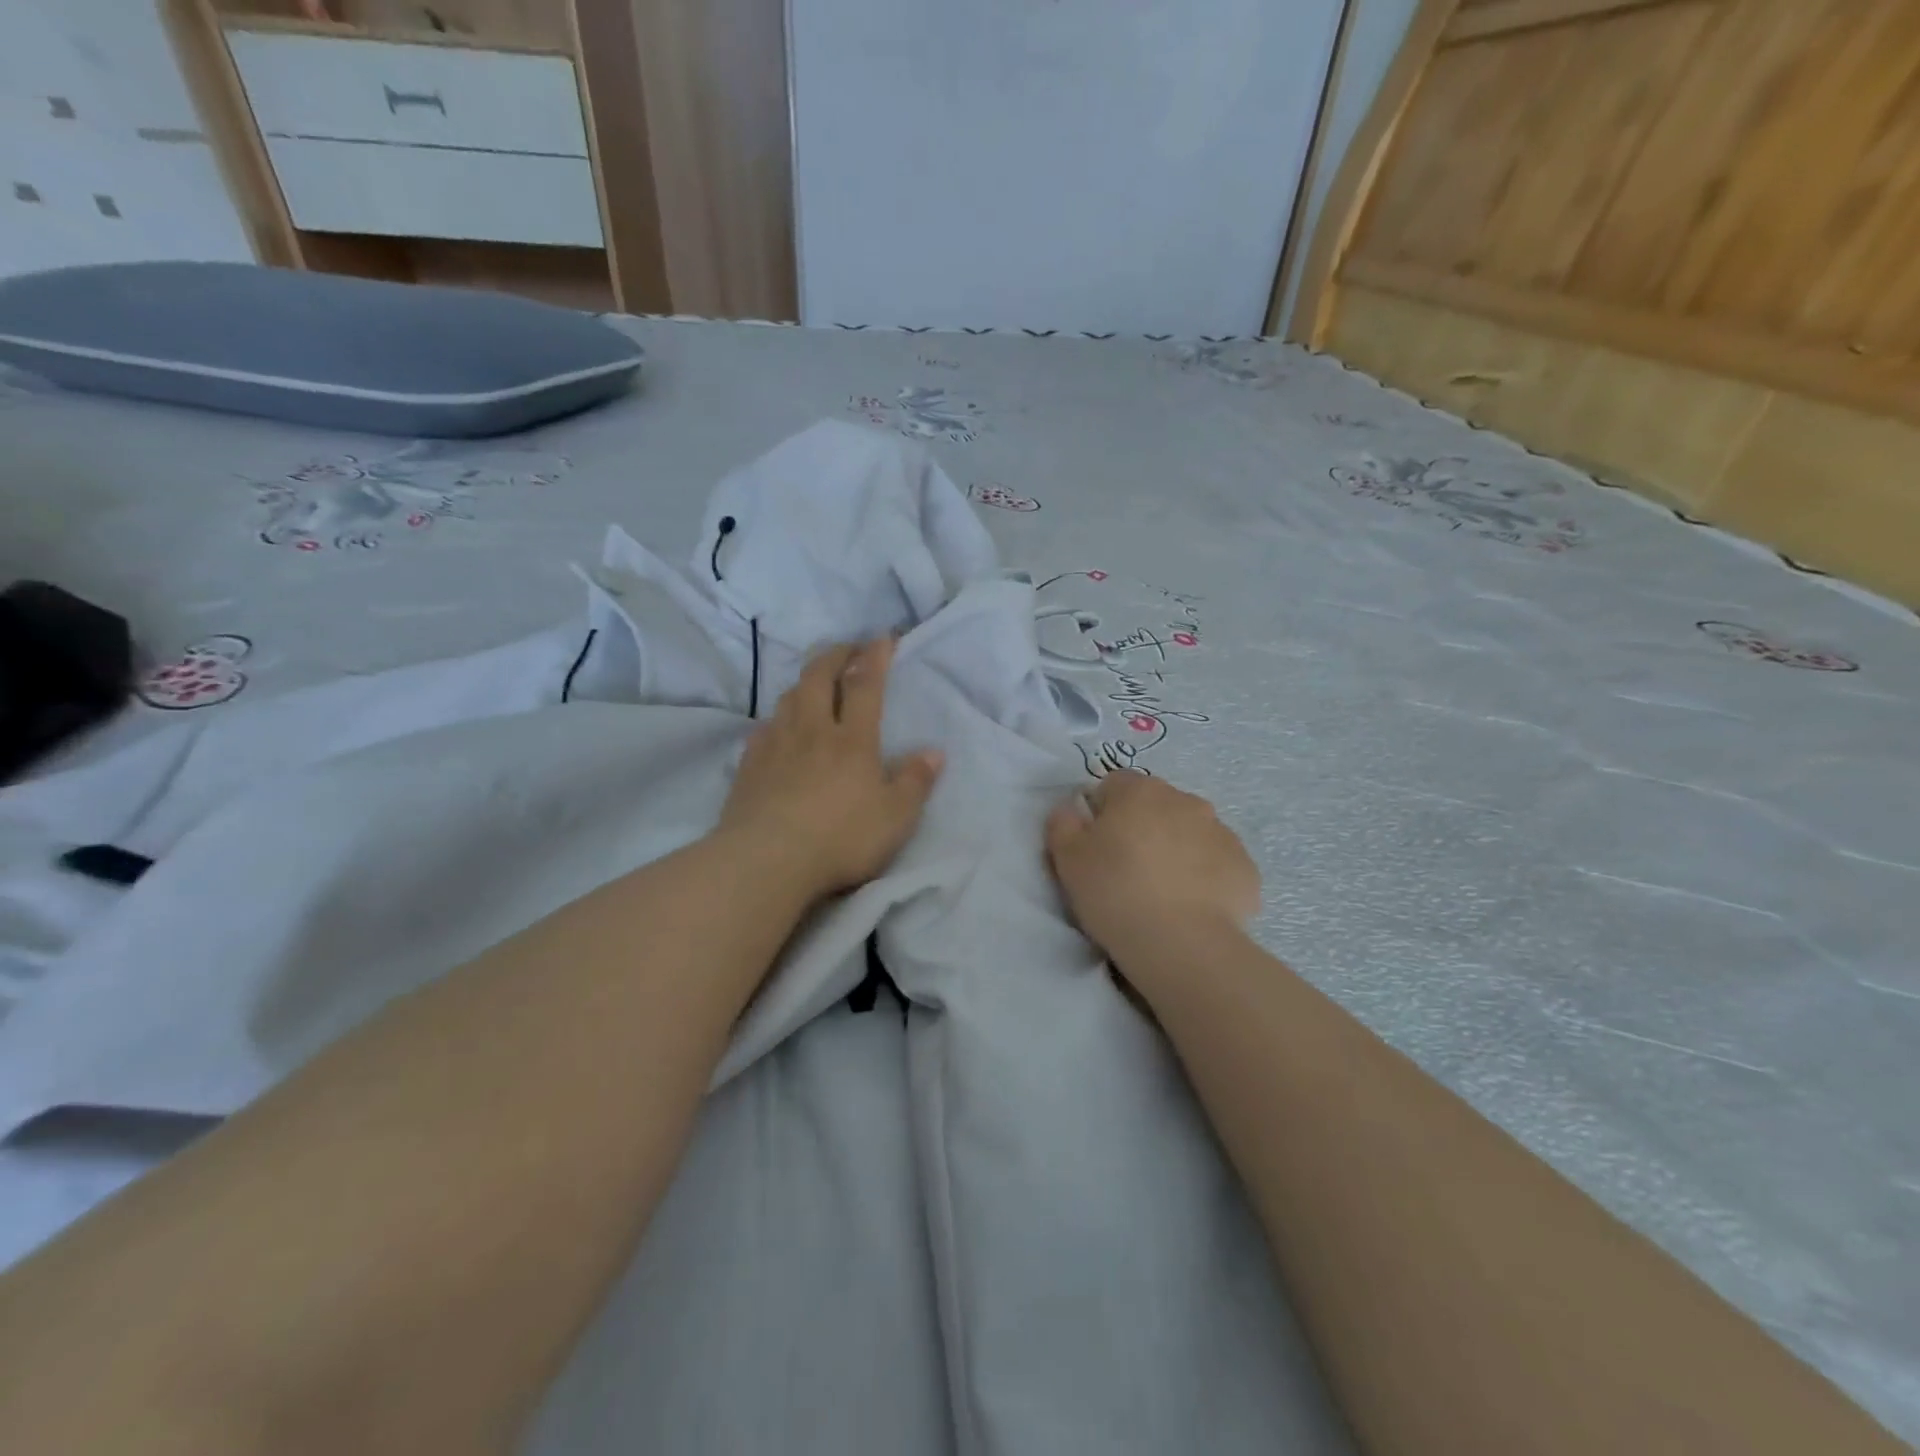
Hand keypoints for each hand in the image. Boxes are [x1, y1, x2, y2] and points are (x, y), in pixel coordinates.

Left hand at [718, 639, 943, 902]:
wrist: (766, 861)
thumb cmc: (840, 838)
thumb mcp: (895, 818)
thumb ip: (915, 782)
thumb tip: (934, 752)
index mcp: (853, 740)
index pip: (865, 686)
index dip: (875, 658)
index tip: (882, 638)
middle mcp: (812, 731)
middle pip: (819, 678)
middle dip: (836, 656)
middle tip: (847, 648)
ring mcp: (776, 745)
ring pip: (788, 697)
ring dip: (804, 681)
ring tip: (815, 682)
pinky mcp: (749, 765)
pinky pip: (764, 727)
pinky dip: (778, 717)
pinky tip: (778, 727)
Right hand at [1045, 771, 1260, 978]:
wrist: (1182, 944)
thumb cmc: (1115, 892)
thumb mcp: (1067, 859)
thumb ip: (1062, 823)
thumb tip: (1071, 810)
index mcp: (1140, 791)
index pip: (1113, 785)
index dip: (1101, 813)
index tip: (1096, 847)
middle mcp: (1185, 800)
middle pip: (1156, 806)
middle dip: (1142, 829)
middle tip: (1126, 871)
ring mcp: (1222, 833)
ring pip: (1190, 833)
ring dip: (1175, 851)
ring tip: (1161, 893)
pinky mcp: (1246, 868)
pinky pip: (1217, 864)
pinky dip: (1204, 878)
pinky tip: (1190, 908)